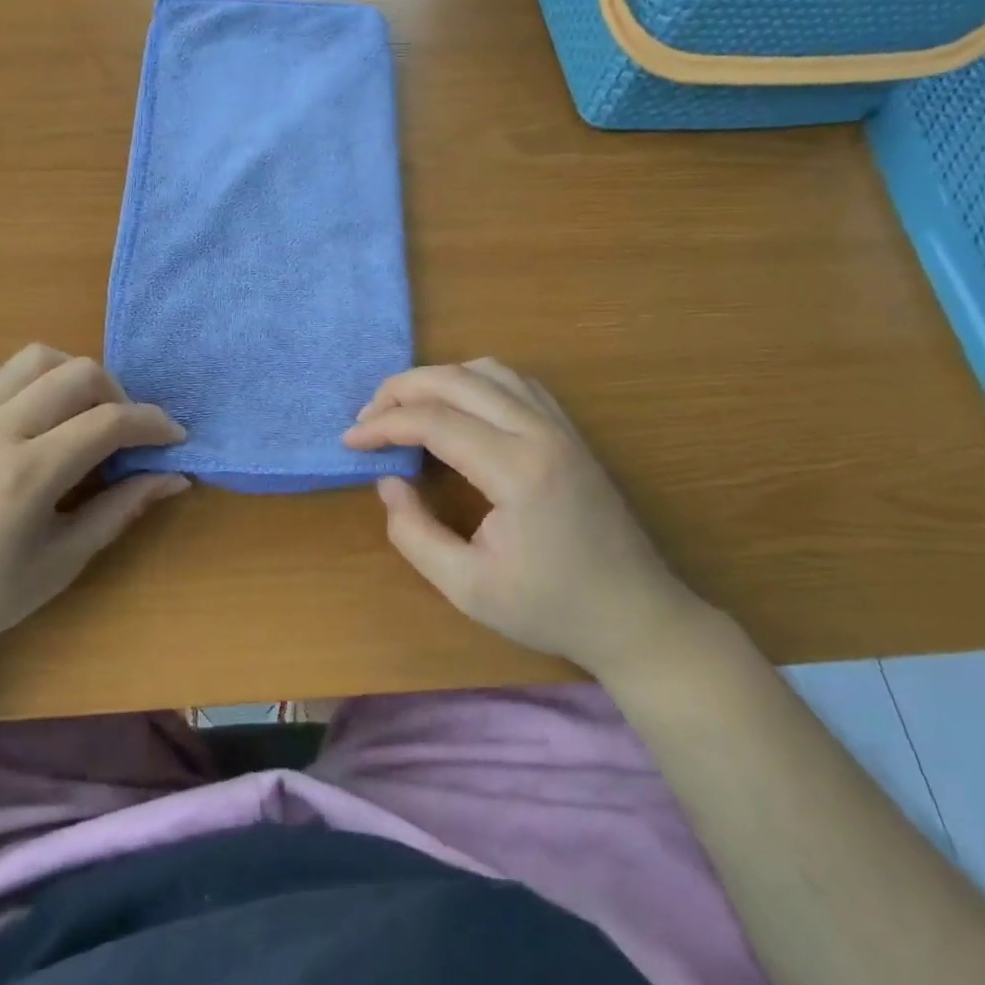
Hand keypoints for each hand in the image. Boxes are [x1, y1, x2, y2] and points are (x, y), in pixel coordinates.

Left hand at [0, 345, 187, 673]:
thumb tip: (173, 478)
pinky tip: (36, 416)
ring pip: (37, 358)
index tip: (175, 439)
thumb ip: (119, 510)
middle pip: (78, 373)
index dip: (153, 424)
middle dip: (120, 394)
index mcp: (28, 472)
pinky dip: (32, 380)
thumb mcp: (61, 562)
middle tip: (127, 433)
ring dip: (74, 376)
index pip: (109, 421)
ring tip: (83, 415)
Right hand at [343, 359, 702, 681]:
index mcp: (517, 470)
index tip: (350, 442)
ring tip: (404, 407)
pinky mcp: (569, 431)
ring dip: (438, 379)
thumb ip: (414, 533)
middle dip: (402, 389)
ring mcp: (561, 426)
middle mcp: (540, 432)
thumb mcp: (466, 587)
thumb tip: (388, 482)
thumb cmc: (550, 608)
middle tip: (367, 416)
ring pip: (488, 370)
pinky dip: (473, 381)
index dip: (384, 425)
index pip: (434, 421)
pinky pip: (516, 382)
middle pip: (457, 380)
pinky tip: (456, 406)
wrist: (635, 614)